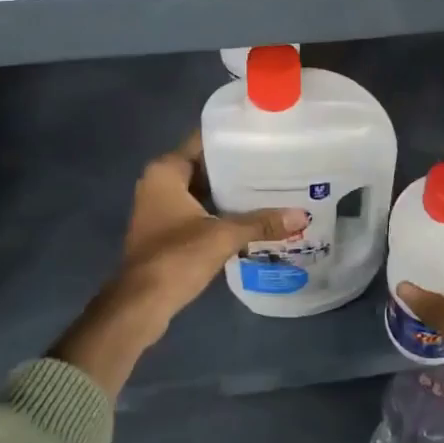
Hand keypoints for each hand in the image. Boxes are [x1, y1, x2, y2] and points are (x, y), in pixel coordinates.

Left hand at [51, 132, 307, 396]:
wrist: (141, 304)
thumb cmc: (176, 257)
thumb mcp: (224, 236)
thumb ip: (261, 223)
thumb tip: (302, 216)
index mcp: (166, 171)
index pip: (203, 141)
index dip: (232, 139)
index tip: (263, 137)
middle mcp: (158, 183)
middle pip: (204, 166)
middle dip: (236, 168)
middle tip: (274, 164)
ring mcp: (158, 209)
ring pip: (201, 191)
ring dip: (228, 193)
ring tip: (269, 188)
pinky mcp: (164, 232)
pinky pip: (197, 211)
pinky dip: (218, 213)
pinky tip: (249, 217)